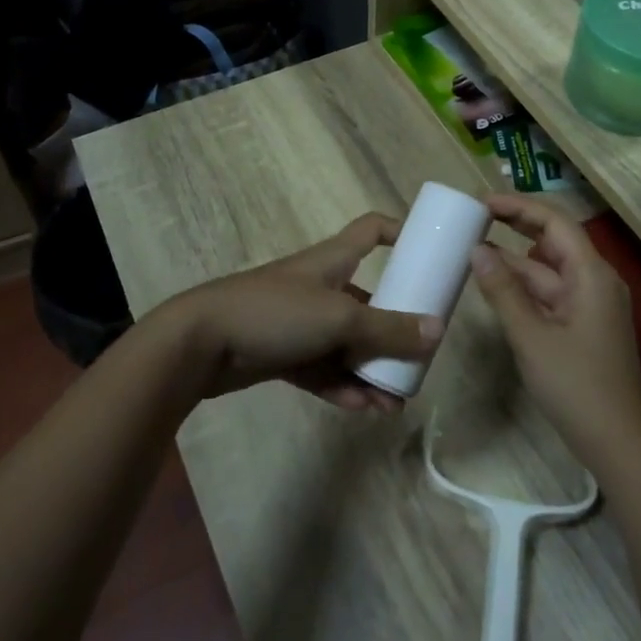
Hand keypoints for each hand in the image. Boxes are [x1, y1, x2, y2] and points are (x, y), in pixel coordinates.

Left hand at [167, 213, 441, 409]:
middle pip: (368, 301)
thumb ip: (388, 328)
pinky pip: (324, 369)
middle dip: (394, 331)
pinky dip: (343, 386)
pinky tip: (363, 410)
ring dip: (371, 371)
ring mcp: (300, 322)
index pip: (371, 230)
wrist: (201, 343)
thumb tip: (438, 331)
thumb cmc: (276, 312)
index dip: (399, 232)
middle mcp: (320, 287)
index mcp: (333, 261)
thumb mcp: (340, 318)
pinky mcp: (284, 354)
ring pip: (347, 344)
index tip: (427, 252)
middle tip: (417, 359)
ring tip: (393, 403)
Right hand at [468, 193, 640, 472]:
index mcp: (591, 275)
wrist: (618, 443)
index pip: (555, 222)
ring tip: (475, 248)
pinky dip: (525, 287)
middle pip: (554, 241)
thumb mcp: (531, 336)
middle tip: (476, 217)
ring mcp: (592, 305)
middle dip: (517, 225)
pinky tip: (496, 287)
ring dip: (517, 259)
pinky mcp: (585, 326)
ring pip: (550, 270)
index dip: (519, 207)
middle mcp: (596, 281)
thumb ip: (503, 291)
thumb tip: (477, 250)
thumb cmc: (576, 385)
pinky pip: (552, 294)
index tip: (482, 202)